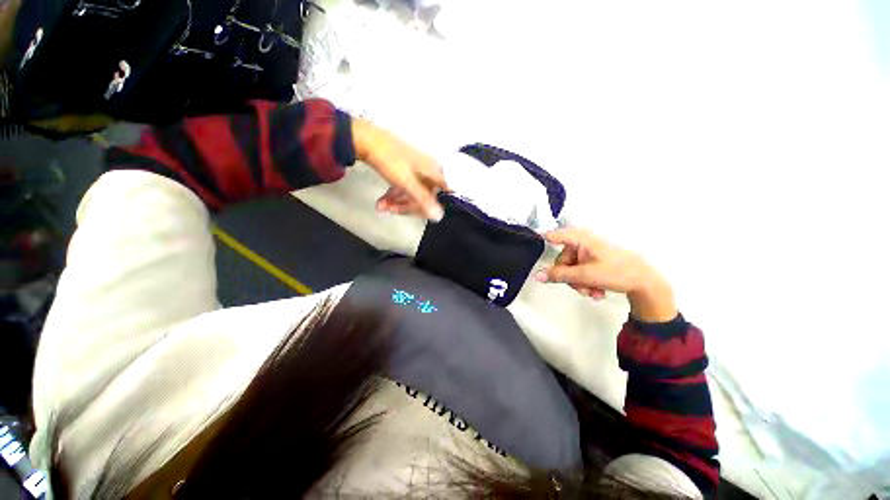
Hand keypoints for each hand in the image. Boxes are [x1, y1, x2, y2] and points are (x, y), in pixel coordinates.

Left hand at [352, 117, 446, 221]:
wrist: (366, 139)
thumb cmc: (390, 159)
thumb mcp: (407, 182)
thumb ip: (424, 200)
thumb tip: (440, 216)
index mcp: (434, 171)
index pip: (441, 196)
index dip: (430, 207)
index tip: (416, 214)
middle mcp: (430, 170)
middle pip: (425, 196)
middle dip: (407, 206)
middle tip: (391, 210)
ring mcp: (418, 169)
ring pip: (413, 192)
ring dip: (398, 202)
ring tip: (381, 206)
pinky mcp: (406, 168)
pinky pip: (406, 186)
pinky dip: (395, 194)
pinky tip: (383, 200)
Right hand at [536, 227, 677, 322]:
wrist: (646, 283)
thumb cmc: (617, 272)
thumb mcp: (585, 275)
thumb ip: (559, 275)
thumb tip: (537, 276)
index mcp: (580, 239)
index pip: (554, 235)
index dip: (542, 238)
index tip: (530, 241)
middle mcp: (581, 243)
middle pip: (562, 261)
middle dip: (570, 278)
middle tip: (581, 289)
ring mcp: (587, 253)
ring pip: (571, 270)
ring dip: (579, 284)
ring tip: (593, 293)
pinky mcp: (592, 261)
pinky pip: (579, 272)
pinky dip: (585, 282)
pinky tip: (596, 291)